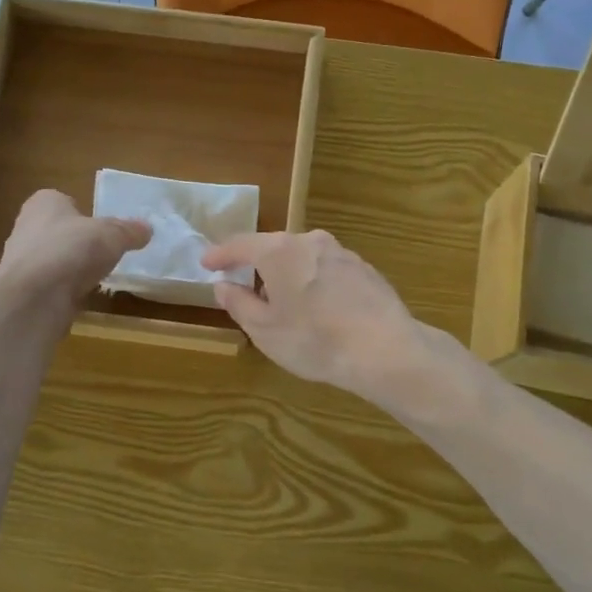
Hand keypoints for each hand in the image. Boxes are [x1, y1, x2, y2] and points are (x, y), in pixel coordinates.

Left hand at [0, 189, 149, 315]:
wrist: (34, 297)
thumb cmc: (72, 250)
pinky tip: (79, 299)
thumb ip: (129, 231)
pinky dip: (63, 292)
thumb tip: (147, 229)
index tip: (101, 229)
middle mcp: (26, 226)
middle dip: (76, 242)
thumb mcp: (112, 236)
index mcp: (44, 203)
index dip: (82, 213)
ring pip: (52, 260)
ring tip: (94, 279)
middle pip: (57, 231)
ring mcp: (21, 261)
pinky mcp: (23, 291)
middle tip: (102, 254)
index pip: (64, 201)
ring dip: (70, 269)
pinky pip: (49, 286)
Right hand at [201, 230, 422, 397]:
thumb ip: (239, 303)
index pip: (240, 245)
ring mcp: (341, 252)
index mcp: (279, 251)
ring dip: (288, 274)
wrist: (385, 350)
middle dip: (257, 265)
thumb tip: (223, 285)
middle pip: (274, 247)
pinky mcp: (365, 269)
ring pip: (303, 257)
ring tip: (284, 302)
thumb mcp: (264, 329)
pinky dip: (315, 282)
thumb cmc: (314, 339)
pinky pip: (327, 270)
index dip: (220, 254)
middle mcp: (310, 241)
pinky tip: (319, 308)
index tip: (207, 263)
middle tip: (244, 286)